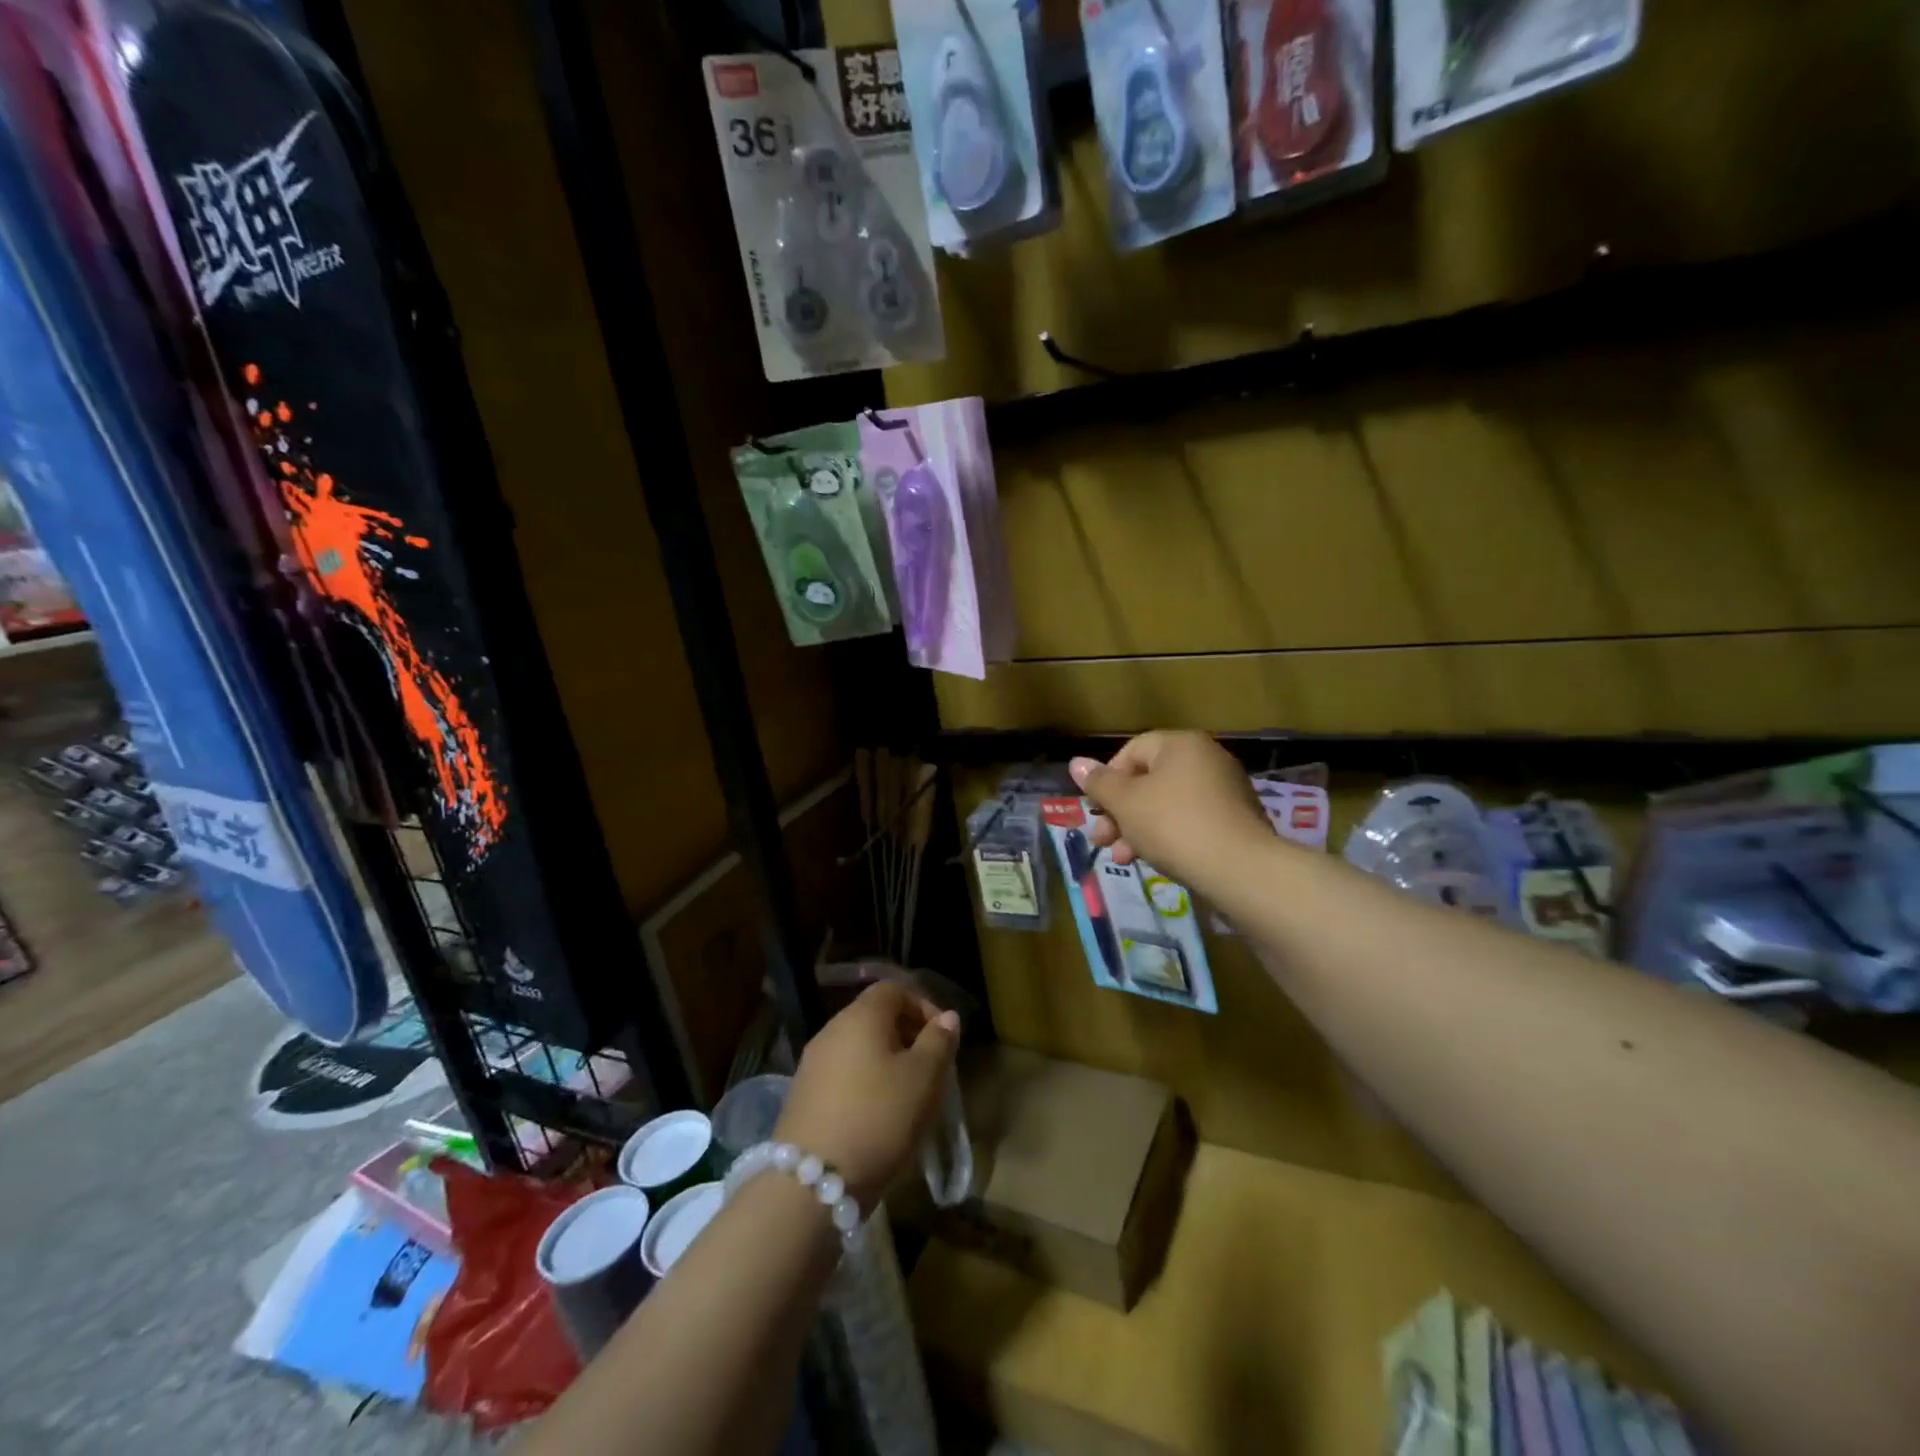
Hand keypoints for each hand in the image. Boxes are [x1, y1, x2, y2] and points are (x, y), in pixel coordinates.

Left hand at [774, 981, 959, 1211]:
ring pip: (857, 1047)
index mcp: (861, 1016)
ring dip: (885, 1062)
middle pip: (874, 1017)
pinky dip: (863, 1083)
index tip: (942, 1037)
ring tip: (907, 1095)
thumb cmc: (878, 1118)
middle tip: (930, 1068)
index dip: (922, 1005)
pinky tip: (876, 1116)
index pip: (893, 989)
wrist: (810, 1182)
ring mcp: (812, 1063)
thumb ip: (938, 1042)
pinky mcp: (802, 1096)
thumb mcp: (923, 1079)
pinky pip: (842, 1074)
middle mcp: (832, 1030)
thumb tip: (947, 1017)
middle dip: (906, 1035)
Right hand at [1070, 731, 1275, 887]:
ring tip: (1123, 859)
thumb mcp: (1125, 803)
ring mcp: (1225, 791)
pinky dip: (1168, 837)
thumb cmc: (1173, 825)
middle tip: (1102, 840)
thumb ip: (1099, 783)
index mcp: (1181, 745)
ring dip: (1138, 829)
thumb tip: (1076, 762)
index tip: (1097, 809)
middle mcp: (1207, 759)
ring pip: (1167, 805)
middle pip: (1149, 780)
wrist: (1239, 869)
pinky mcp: (1235, 822)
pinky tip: (1155, 861)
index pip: (1132, 750)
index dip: (1108, 779)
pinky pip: (1191, 822)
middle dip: (1119, 812)